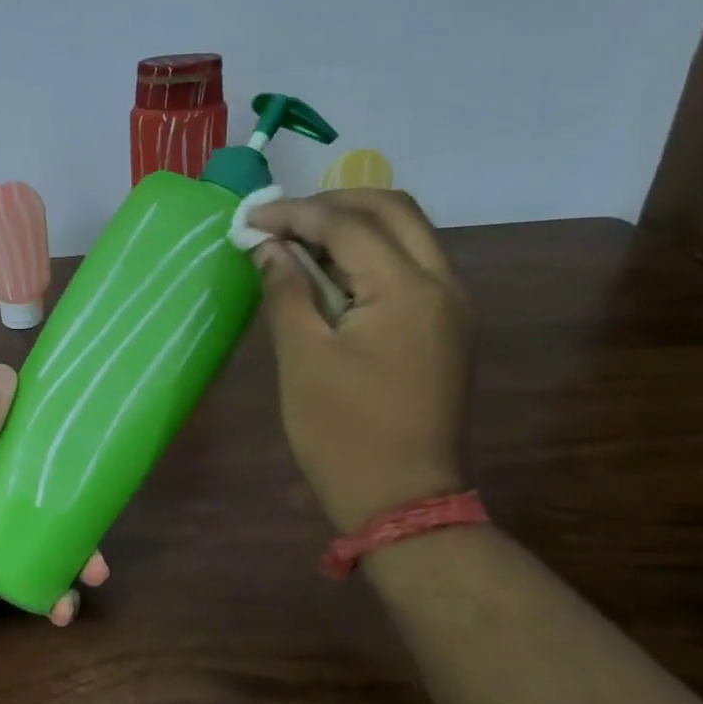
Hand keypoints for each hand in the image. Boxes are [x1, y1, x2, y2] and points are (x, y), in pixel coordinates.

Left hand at [0, 363, 109, 674]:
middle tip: (104, 525)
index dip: (52, 437)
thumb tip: (6, 372)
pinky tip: (63, 610)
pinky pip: (33, 582)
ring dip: (74, 556)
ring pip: (44, 540)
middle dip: (76, 508)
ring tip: (93, 577)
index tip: (94, 437)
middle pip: (39, 494)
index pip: (13, 440)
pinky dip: (53, 594)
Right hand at [247, 189, 472, 530]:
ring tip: (299, 242)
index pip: (348, 225)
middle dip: (333, 203)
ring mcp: (452, 306)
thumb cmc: (342, 434)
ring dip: (354, 226)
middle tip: (281, 220)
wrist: (402, 500)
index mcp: (408, 290)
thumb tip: (268, 248)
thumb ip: (287, 292)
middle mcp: (443, 284)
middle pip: (392, 210)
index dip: (294, 214)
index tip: (250, 219)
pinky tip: (332, 274)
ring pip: (408, 235)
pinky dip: (371, 255)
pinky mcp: (447, 327)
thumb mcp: (302, 359)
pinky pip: (412, 267)